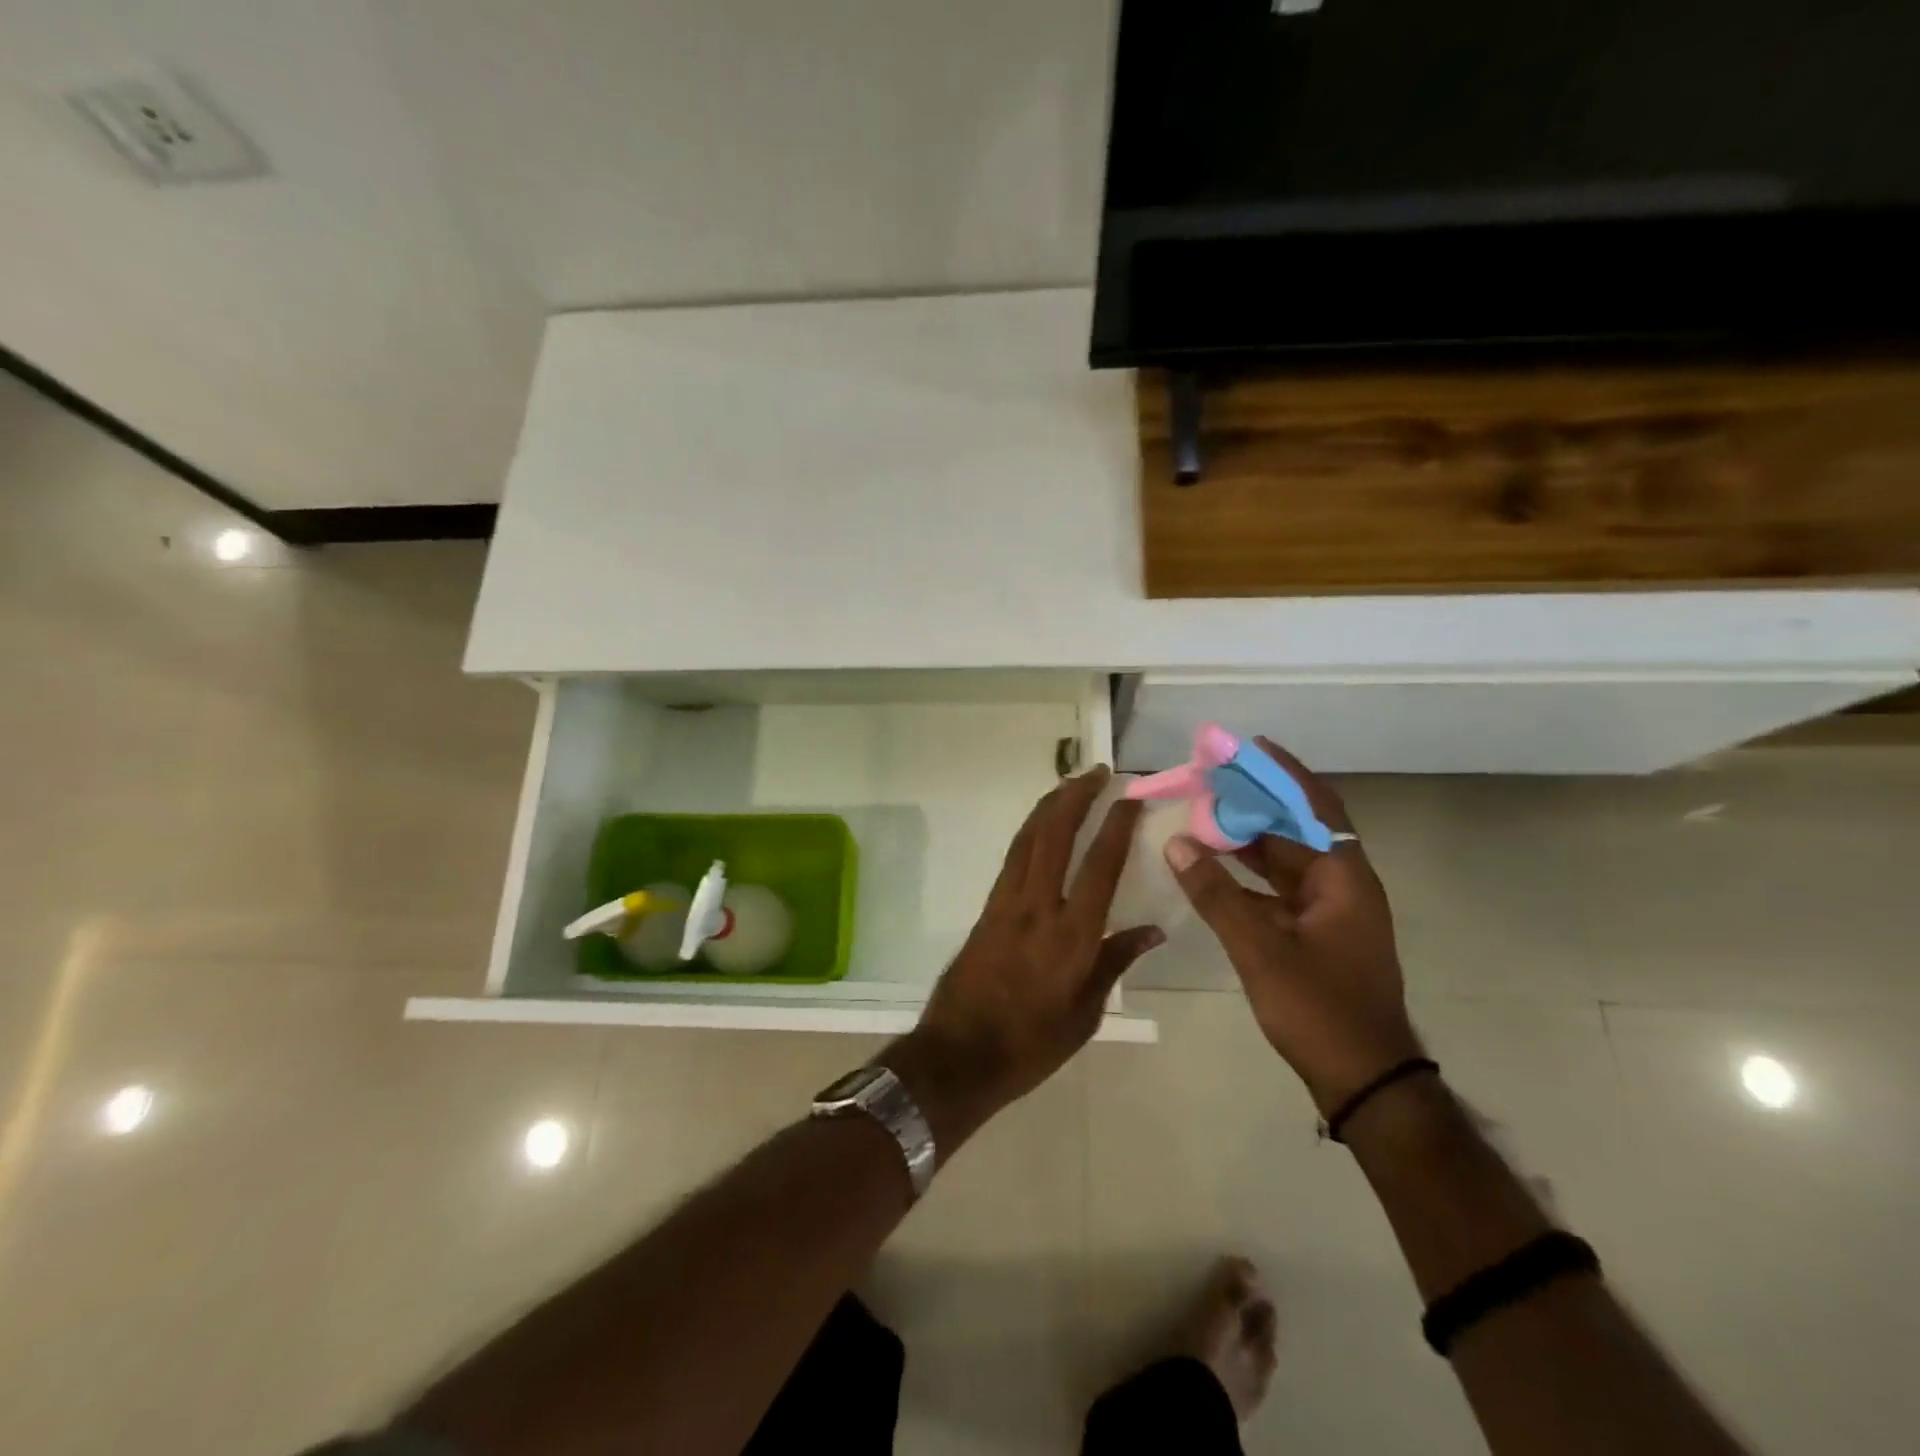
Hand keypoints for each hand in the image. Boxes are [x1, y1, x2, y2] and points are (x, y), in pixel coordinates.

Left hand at [889, 767, 1164, 1152]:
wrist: (959, 1055)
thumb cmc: (1031, 1045)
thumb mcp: (1085, 1013)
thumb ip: (1115, 962)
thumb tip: (1152, 929)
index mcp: (1072, 936)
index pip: (1100, 865)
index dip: (1117, 825)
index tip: (1131, 796)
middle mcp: (1038, 908)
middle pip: (1056, 835)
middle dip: (1077, 796)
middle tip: (1098, 771)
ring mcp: (1007, 903)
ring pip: (1029, 838)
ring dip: (1050, 805)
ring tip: (1072, 783)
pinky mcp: (987, 908)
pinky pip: (1013, 857)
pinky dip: (1030, 831)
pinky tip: (1041, 825)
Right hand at [1165, 738, 1421, 1114]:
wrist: (1364, 1081)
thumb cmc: (1319, 1009)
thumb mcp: (1260, 949)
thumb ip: (1216, 894)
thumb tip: (1176, 843)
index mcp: (1344, 879)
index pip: (1316, 807)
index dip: (1285, 773)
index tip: (1250, 747)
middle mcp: (1342, 886)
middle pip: (1298, 829)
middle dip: (1256, 803)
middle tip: (1211, 781)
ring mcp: (1331, 913)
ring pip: (1286, 860)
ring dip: (1249, 839)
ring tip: (1204, 815)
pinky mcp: (1316, 935)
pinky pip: (1279, 889)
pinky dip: (1249, 875)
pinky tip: (1214, 868)